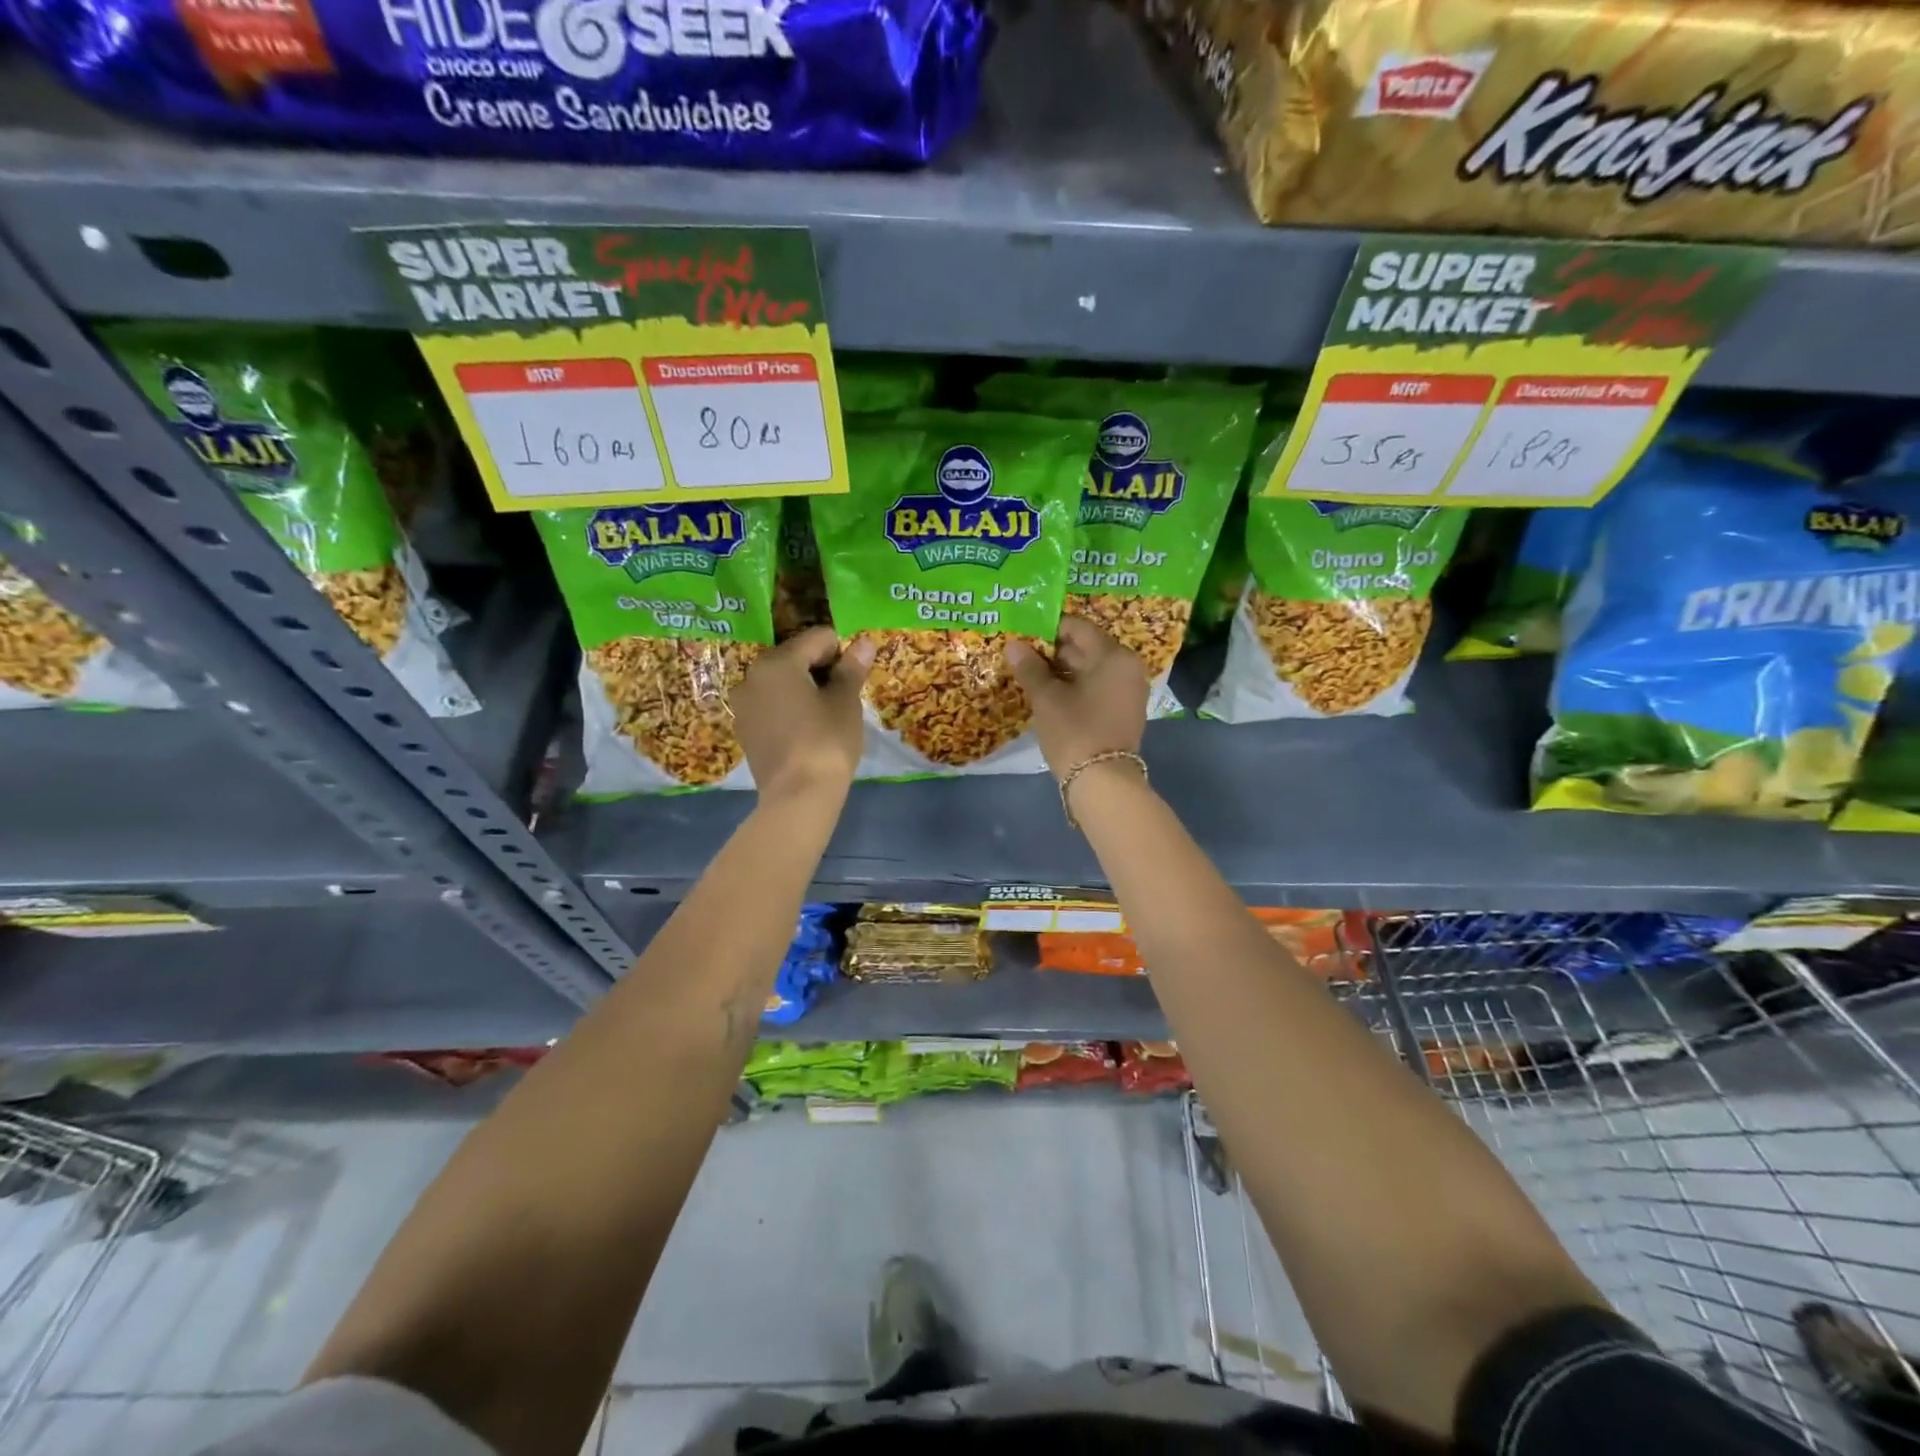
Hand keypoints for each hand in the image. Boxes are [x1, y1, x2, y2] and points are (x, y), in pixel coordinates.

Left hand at [733, 626, 872, 804]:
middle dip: (821, 670)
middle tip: (843, 697)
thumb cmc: (827, 741)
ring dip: (804, 689)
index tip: (854, 678)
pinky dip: (789, 709)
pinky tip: (806, 731)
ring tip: (825, 716)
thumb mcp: (845, 702)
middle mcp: (752, 675)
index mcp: (778, 662)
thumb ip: (851, 669)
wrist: (797, 796)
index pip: (817, 639)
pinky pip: (771, 705)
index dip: (842, 653)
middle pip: (795, 657)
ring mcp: (744, 704)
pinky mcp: (744, 729)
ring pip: (781, 683)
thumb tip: (864, 642)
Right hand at [1004, 616, 1148, 780]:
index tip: (1024, 637)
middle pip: (1086, 648)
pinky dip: (1076, 687)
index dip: (1049, 630)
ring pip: (1091, 669)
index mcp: (1113, 655)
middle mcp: (1128, 667)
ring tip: (1033, 676)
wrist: (1102, 781)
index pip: (1078, 628)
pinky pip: (1098, 687)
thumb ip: (1030, 668)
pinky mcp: (1124, 710)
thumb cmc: (1074, 731)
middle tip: (1024, 657)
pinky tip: (1052, 695)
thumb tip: (1013, 645)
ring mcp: (1129, 690)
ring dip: (1063, 671)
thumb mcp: (1047, 698)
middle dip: (1054, 651)